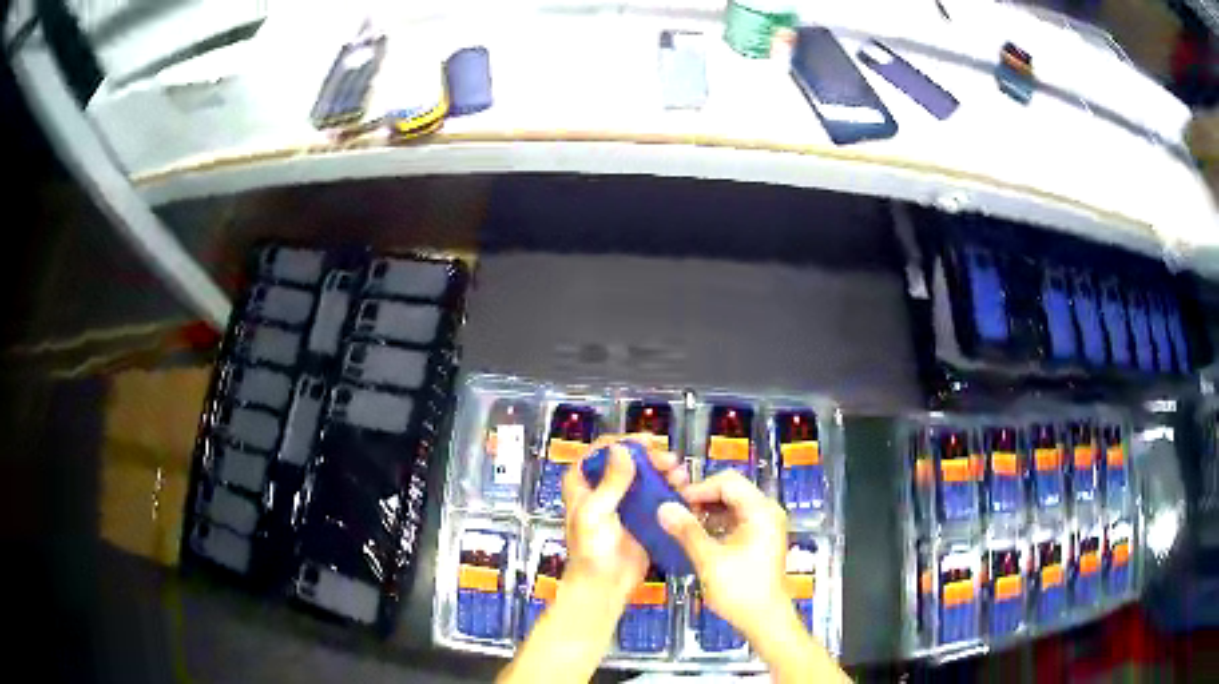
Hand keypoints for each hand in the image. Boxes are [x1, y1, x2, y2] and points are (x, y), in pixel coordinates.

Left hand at [501, 439, 695, 683]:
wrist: (605, 585)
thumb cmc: (591, 551)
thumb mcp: (596, 513)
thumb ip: (610, 482)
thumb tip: (623, 450)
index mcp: (582, 483)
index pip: (602, 450)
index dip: (625, 443)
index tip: (647, 443)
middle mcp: (603, 489)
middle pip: (629, 460)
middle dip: (651, 457)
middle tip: (669, 461)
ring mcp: (624, 503)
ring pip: (646, 477)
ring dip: (664, 472)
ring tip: (679, 476)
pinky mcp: (642, 517)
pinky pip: (656, 497)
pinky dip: (670, 491)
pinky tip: (682, 491)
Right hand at [658, 470, 791, 639]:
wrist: (764, 619)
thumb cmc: (740, 589)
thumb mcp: (710, 560)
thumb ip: (687, 531)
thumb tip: (663, 507)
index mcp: (760, 511)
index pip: (728, 482)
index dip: (699, 488)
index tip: (674, 503)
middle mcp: (767, 512)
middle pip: (732, 490)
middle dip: (702, 498)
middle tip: (675, 512)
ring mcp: (765, 525)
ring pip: (733, 505)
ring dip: (708, 511)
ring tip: (682, 524)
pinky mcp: (760, 538)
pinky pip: (736, 519)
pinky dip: (717, 523)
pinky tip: (698, 536)